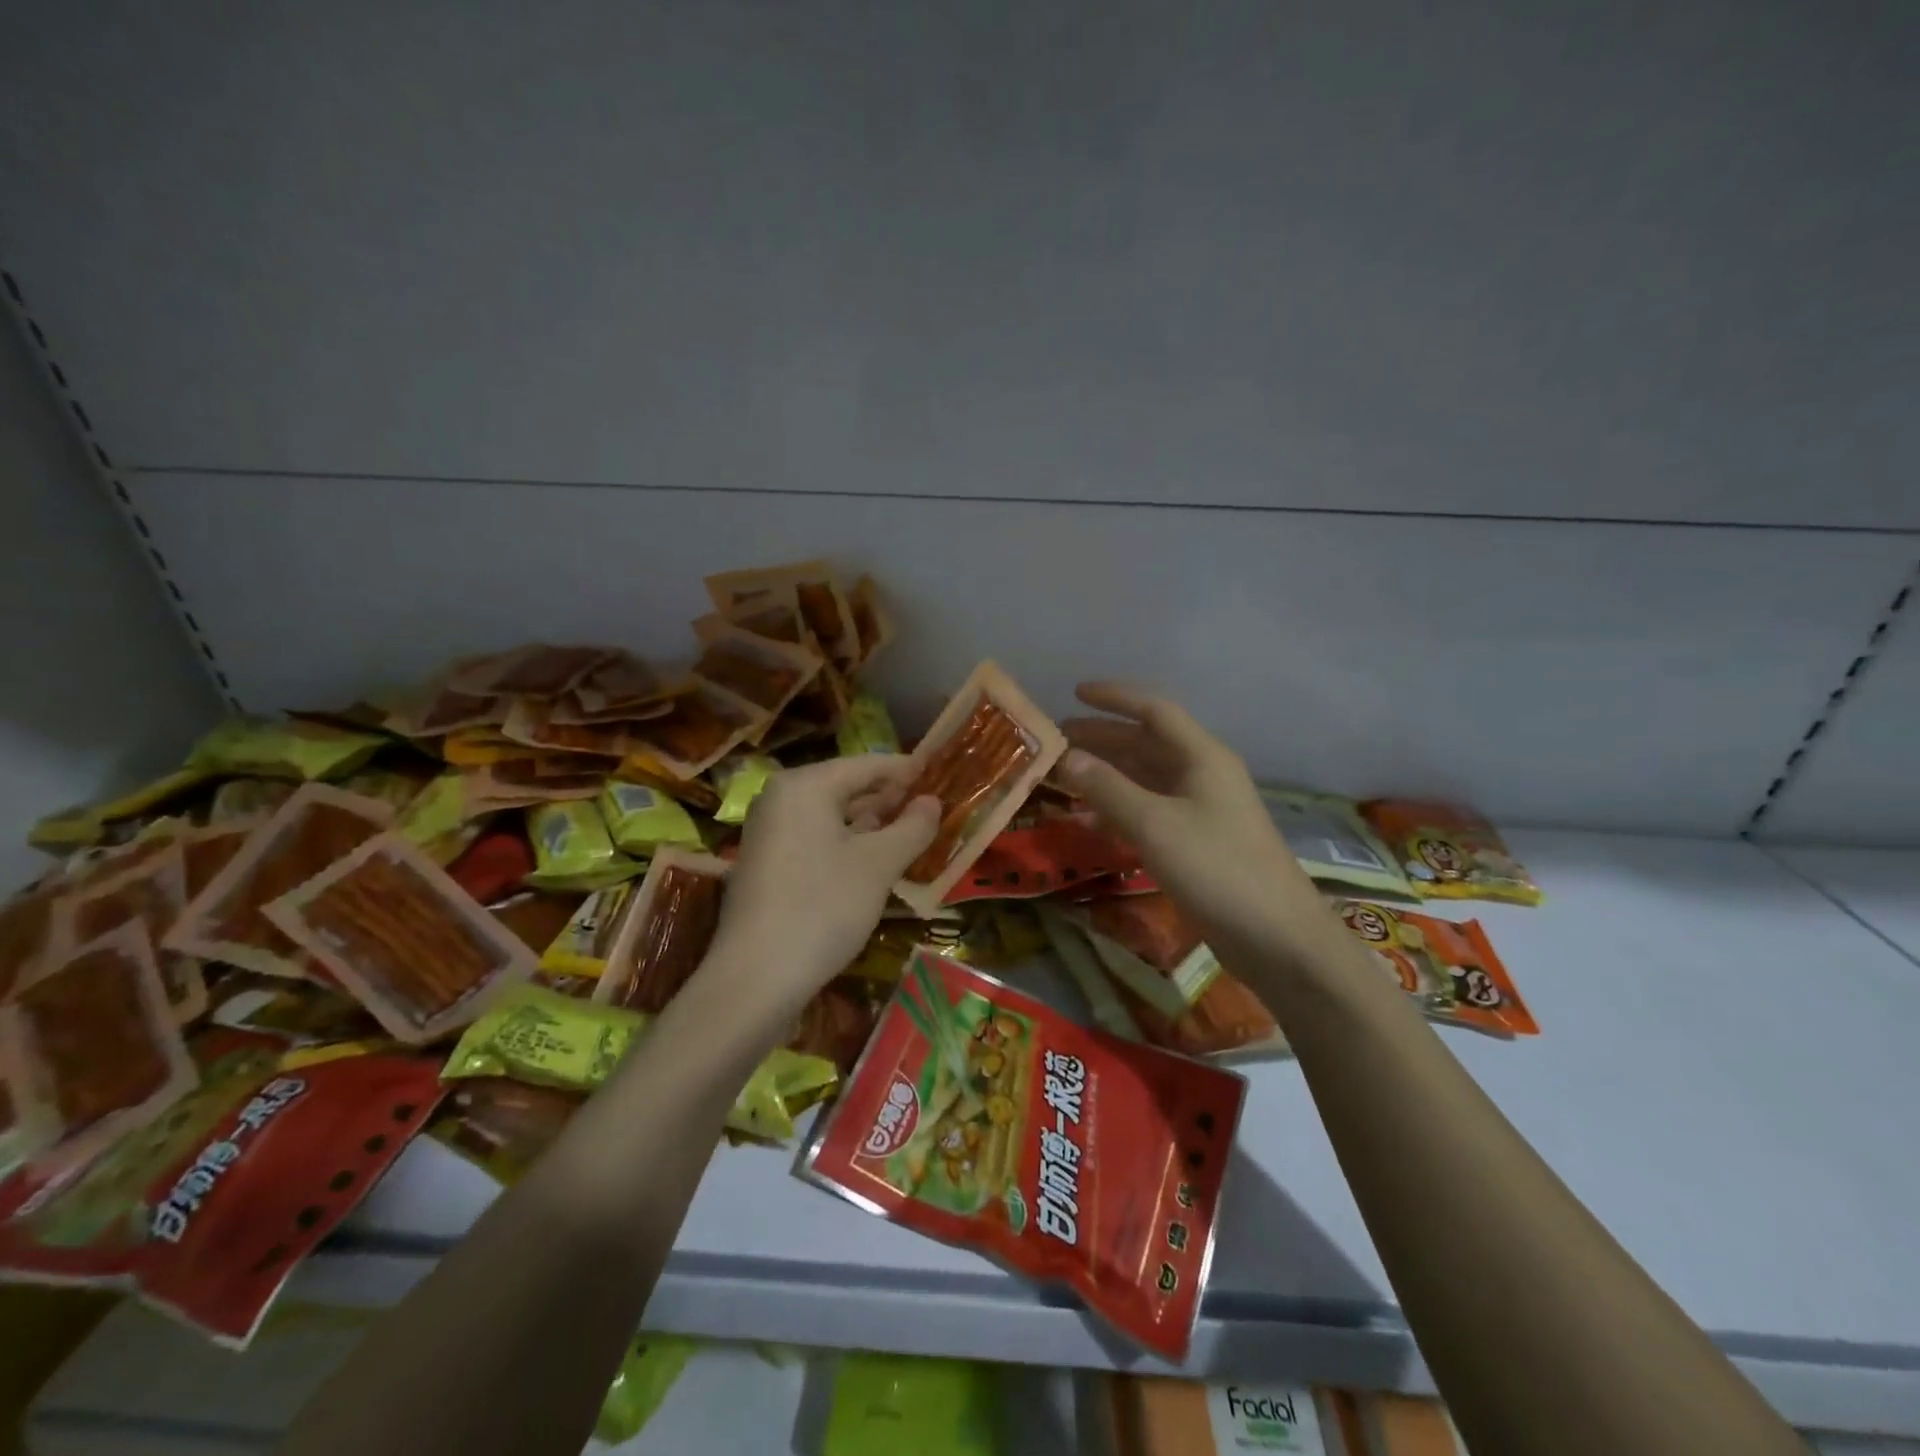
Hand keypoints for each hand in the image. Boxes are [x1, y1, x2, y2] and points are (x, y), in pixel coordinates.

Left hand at [706, 756, 938, 1016]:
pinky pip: (815, 839)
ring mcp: (768, 833)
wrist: (756, 978)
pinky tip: (874, 861)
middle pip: (845, 788)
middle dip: (888, 798)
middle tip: (931, 805)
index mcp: (804, 786)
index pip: (866, 765)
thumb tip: (932, 800)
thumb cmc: (823, 907)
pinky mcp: (766, 864)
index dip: (905, 769)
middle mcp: (780, 799)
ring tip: (911, 831)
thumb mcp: (879, 865)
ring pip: (830, 817)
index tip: (939, 772)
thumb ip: (911, 827)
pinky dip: (846, 843)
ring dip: (870, 824)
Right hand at [1055, 683, 1327, 962]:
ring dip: (1104, 775)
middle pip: (1145, 744)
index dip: (1114, 698)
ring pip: (1143, 780)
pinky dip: (1116, 810)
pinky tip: (1085, 820)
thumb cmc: (1217, 868)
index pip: (1154, 711)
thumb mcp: (1155, 824)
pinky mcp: (1194, 843)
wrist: (1275, 937)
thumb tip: (1065, 757)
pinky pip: (1147, 812)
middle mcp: (1201, 775)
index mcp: (1201, 757)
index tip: (1074, 692)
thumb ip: (1107, 788)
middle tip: (1056, 741)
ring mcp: (1198, 810)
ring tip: (1061, 776)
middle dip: (1101, 739)